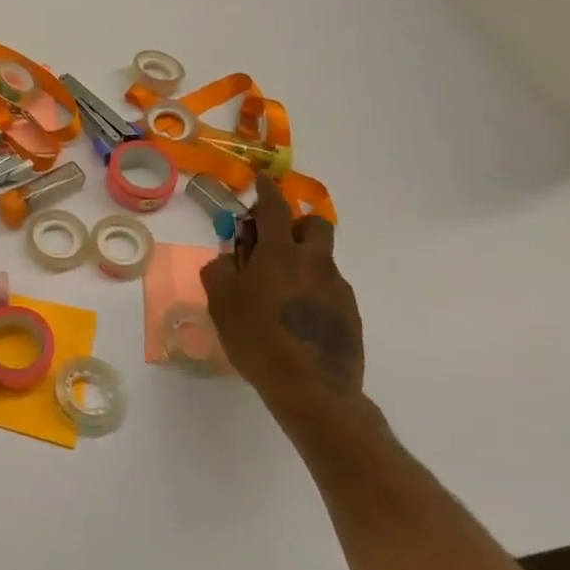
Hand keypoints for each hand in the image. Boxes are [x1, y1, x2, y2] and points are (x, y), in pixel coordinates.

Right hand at [201, 178, 363, 420]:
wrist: (311, 389)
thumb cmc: (257, 339)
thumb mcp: (221, 302)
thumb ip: (220, 270)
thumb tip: (228, 258)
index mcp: (280, 253)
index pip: (275, 208)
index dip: (267, 190)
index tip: (262, 180)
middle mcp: (314, 262)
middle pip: (314, 224)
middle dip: (296, 223)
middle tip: (272, 242)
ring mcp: (337, 288)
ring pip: (322, 258)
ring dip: (302, 260)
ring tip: (279, 289)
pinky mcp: (350, 313)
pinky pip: (329, 288)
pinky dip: (312, 290)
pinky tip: (295, 317)